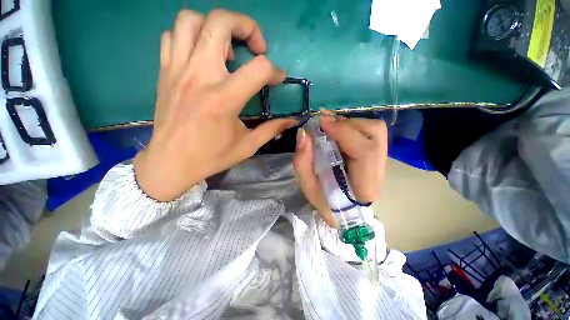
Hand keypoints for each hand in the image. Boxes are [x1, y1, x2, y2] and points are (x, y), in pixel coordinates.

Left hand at [134, 10, 296, 200]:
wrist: (171, 162)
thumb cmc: (212, 156)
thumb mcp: (248, 146)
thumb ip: (272, 129)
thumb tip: (292, 121)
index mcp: (224, 99)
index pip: (258, 68)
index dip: (274, 71)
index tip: (277, 79)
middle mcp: (199, 76)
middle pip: (220, 22)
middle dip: (246, 25)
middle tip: (256, 46)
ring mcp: (177, 70)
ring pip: (191, 20)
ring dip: (215, 26)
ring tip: (227, 48)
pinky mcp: (164, 72)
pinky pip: (172, 36)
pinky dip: (191, 37)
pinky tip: (202, 55)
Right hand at [293, 113, 387, 227]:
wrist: (343, 210)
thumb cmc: (324, 201)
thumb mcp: (307, 185)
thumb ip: (302, 161)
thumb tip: (303, 133)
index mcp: (364, 186)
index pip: (365, 152)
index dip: (344, 132)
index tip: (321, 122)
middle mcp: (379, 171)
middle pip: (375, 133)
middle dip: (347, 124)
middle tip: (324, 123)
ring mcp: (381, 161)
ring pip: (375, 130)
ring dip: (350, 123)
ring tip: (330, 127)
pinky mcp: (377, 155)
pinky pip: (370, 132)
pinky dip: (352, 126)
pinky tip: (337, 130)